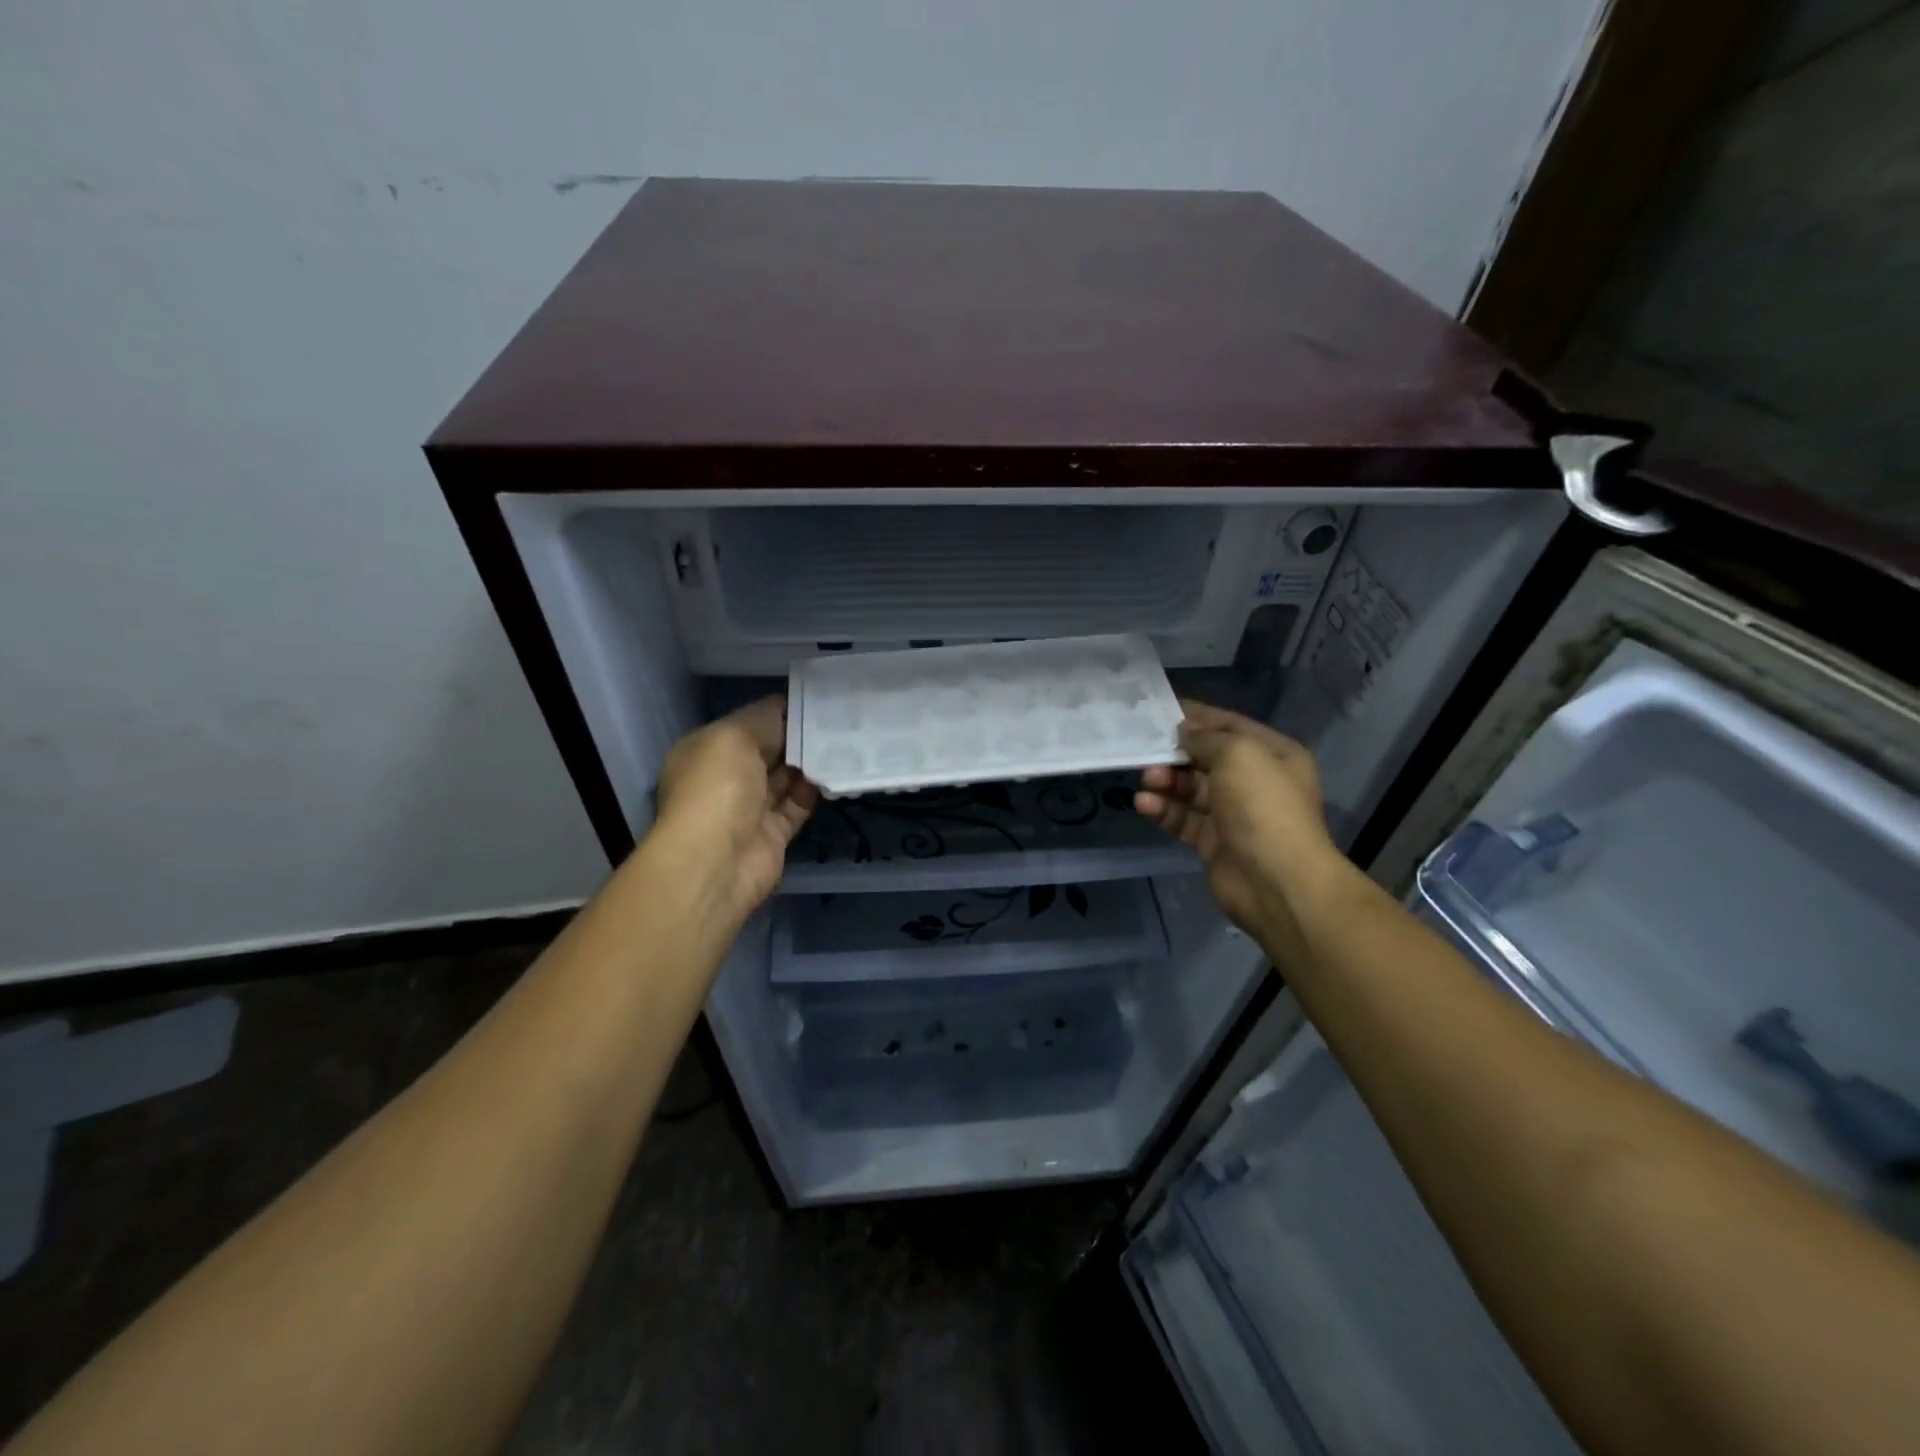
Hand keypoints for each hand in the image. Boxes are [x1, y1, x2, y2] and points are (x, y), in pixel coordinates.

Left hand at [652, 697, 818, 927]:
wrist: (716, 862)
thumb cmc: (717, 788)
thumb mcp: (734, 736)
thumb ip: (764, 720)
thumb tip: (788, 711)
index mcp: (707, 751)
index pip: (747, 724)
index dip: (777, 712)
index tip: (814, 700)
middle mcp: (725, 778)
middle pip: (768, 751)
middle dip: (797, 736)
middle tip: (837, 717)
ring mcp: (749, 808)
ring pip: (785, 778)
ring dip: (810, 762)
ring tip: (844, 739)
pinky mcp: (773, 834)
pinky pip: (798, 805)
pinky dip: (816, 790)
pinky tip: (838, 771)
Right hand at [1135, 700, 1341, 957]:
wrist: (1276, 881)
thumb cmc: (1262, 806)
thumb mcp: (1238, 754)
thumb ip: (1206, 738)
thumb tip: (1183, 732)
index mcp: (1273, 755)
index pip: (1229, 725)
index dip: (1197, 716)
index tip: (1160, 710)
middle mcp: (1256, 782)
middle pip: (1206, 758)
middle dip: (1175, 753)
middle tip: (1146, 750)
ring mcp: (1235, 815)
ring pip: (1191, 790)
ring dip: (1166, 782)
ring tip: (1146, 779)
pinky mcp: (1214, 843)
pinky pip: (1184, 819)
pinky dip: (1164, 810)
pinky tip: (1144, 804)